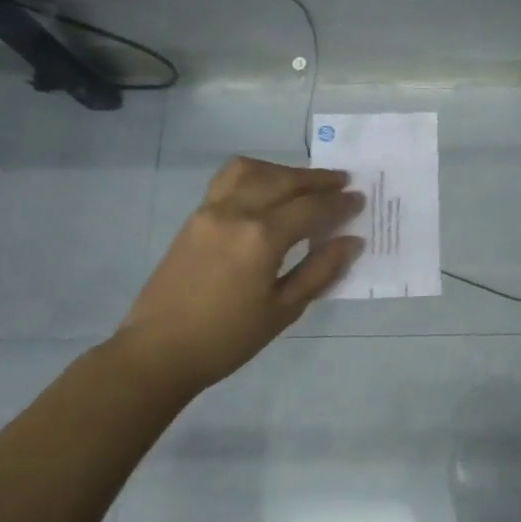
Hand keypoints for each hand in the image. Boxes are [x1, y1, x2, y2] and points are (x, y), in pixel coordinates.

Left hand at [112, 157, 362, 395]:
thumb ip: (320, 270)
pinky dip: (256, 176)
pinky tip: (268, 192)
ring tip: (305, 183)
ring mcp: (210, 210)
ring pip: (252, 170)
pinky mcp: (195, 217)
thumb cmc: (228, 338)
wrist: (159, 351)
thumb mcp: (284, 309)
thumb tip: (352, 241)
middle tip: (343, 182)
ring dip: (284, 170)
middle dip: (318, 180)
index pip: (312, 209)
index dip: (340, 204)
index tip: (360, 200)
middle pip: (284, 180)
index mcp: (262, 237)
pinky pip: (229, 180)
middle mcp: (236, 212)